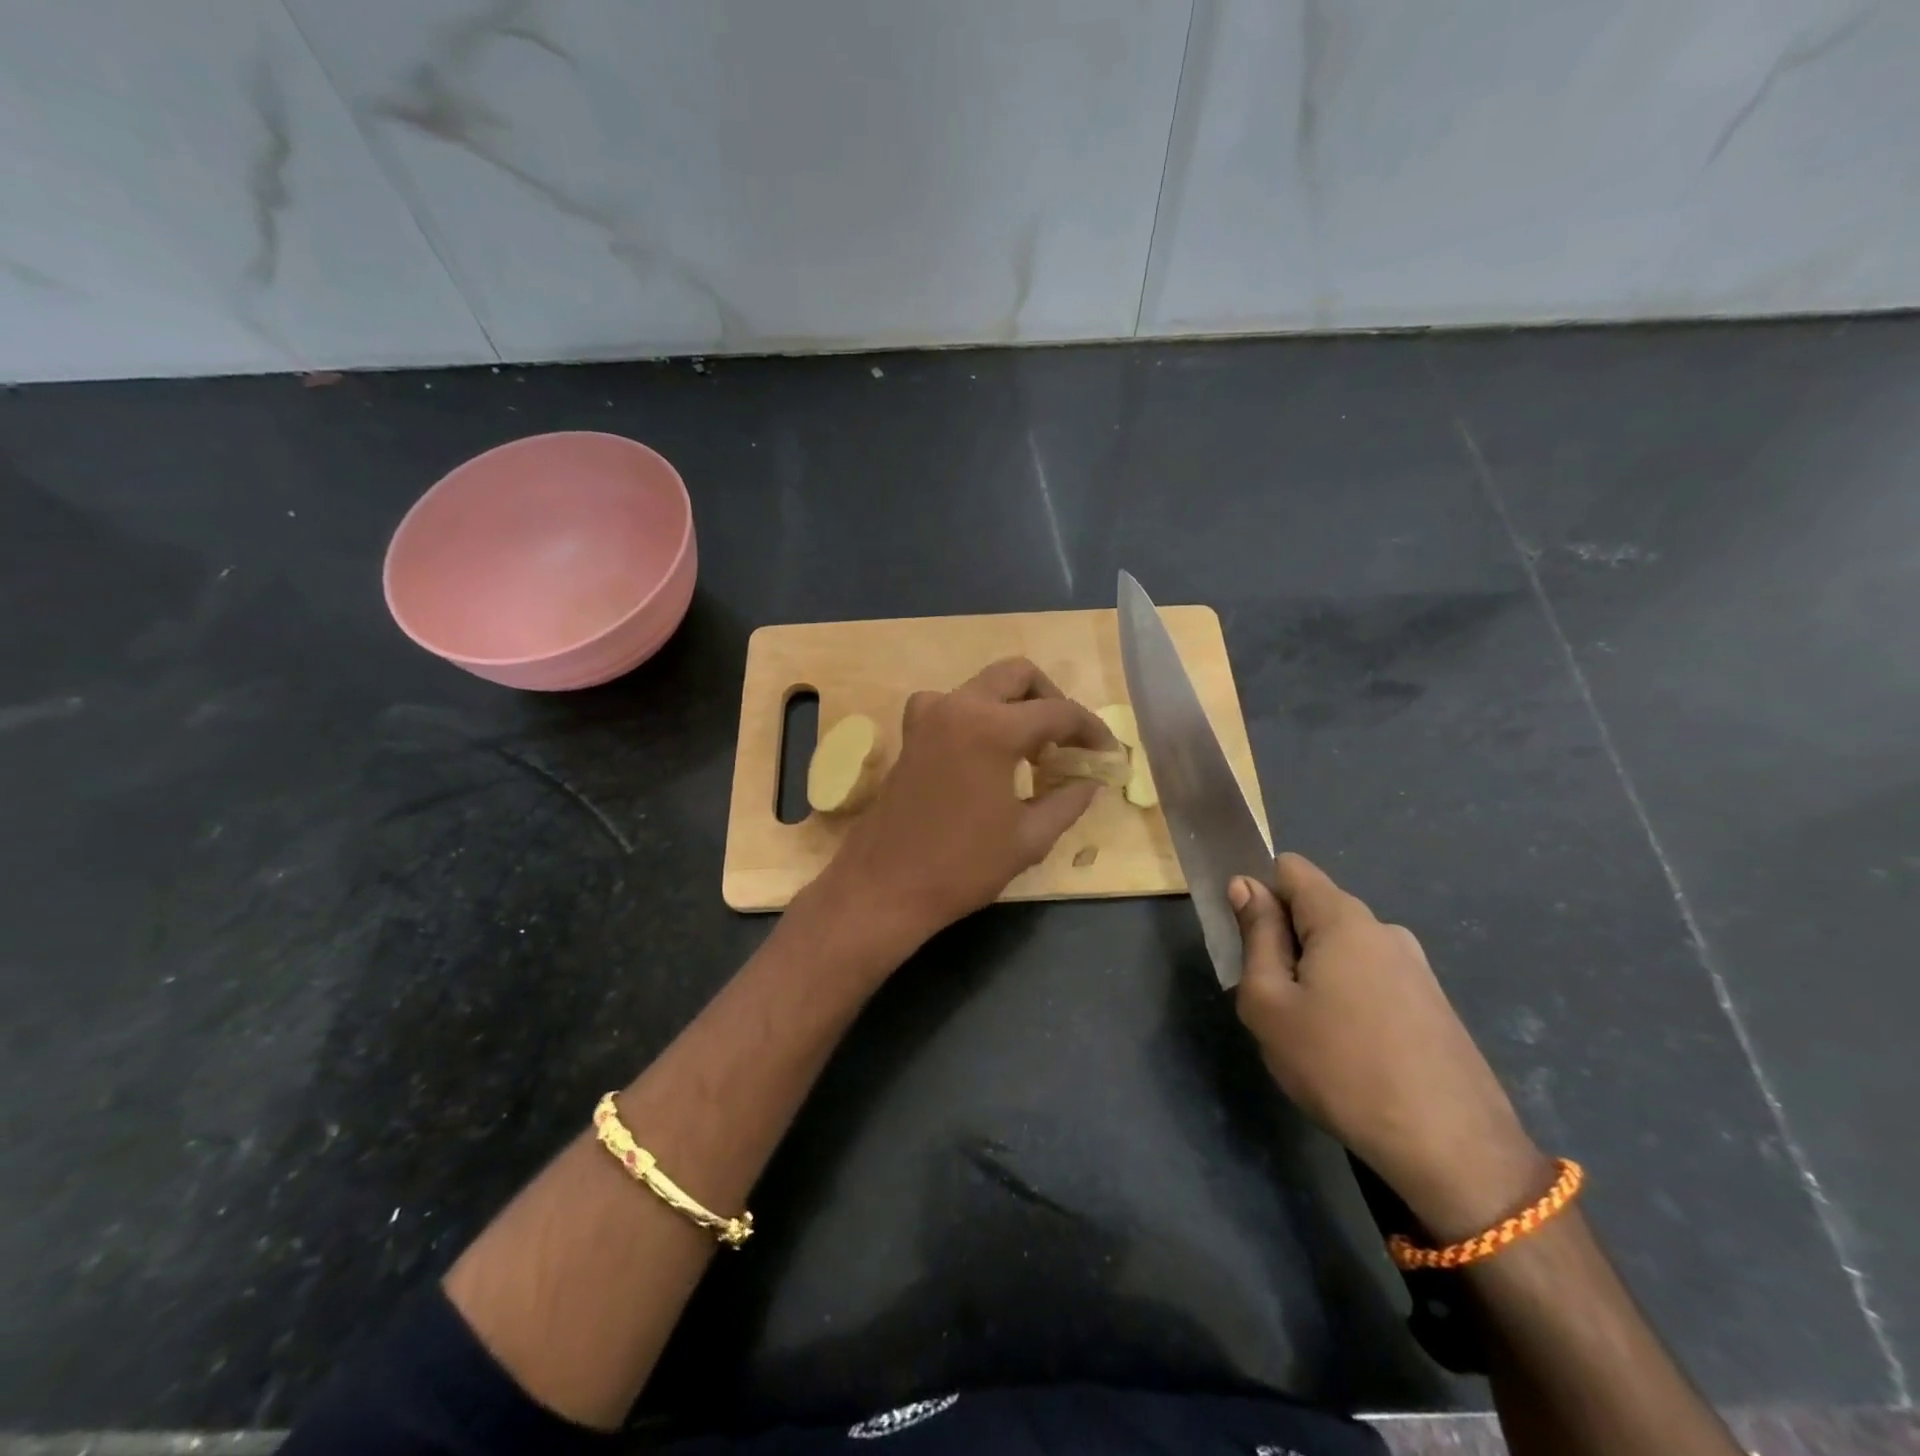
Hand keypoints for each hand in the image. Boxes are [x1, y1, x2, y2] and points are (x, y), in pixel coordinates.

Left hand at [812, 658, 1115, 952]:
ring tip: (1029, 749)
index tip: (1107, 752)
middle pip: (1018, 675)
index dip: (1091, 730)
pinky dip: (977, 715)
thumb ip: (1068, 801)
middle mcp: (959, 706)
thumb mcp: (1029, 838)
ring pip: (983, 685)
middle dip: (1051, 699)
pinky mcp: (910, 733)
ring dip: (1013, 704)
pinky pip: (952, 704)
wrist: (884, 886)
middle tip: (1066, 740)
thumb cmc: (962, 866)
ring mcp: (928, 716)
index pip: (1058, 712)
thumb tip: (1091, 781)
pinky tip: (985, 751)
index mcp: (993, 728)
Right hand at [1230, 854, 1550, 1240]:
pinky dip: (1348, 998)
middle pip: (1316, 910)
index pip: (1290, 869)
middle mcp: (1384, 930)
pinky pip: (1372, 979)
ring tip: (1311, 1034)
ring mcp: (1416, 968)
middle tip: (1273, 1000)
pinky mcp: (1434, 1005)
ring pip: (1343, 949)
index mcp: (1343, 919)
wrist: (1451, 1149)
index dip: (1260, 892)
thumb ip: (1256, 936)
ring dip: (1316, 973)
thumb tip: (1246, 885)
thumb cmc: (1340, 1066)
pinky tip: (1351, 1052)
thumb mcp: (1269, 1003)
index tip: (1248, 940)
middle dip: (1285, 941)